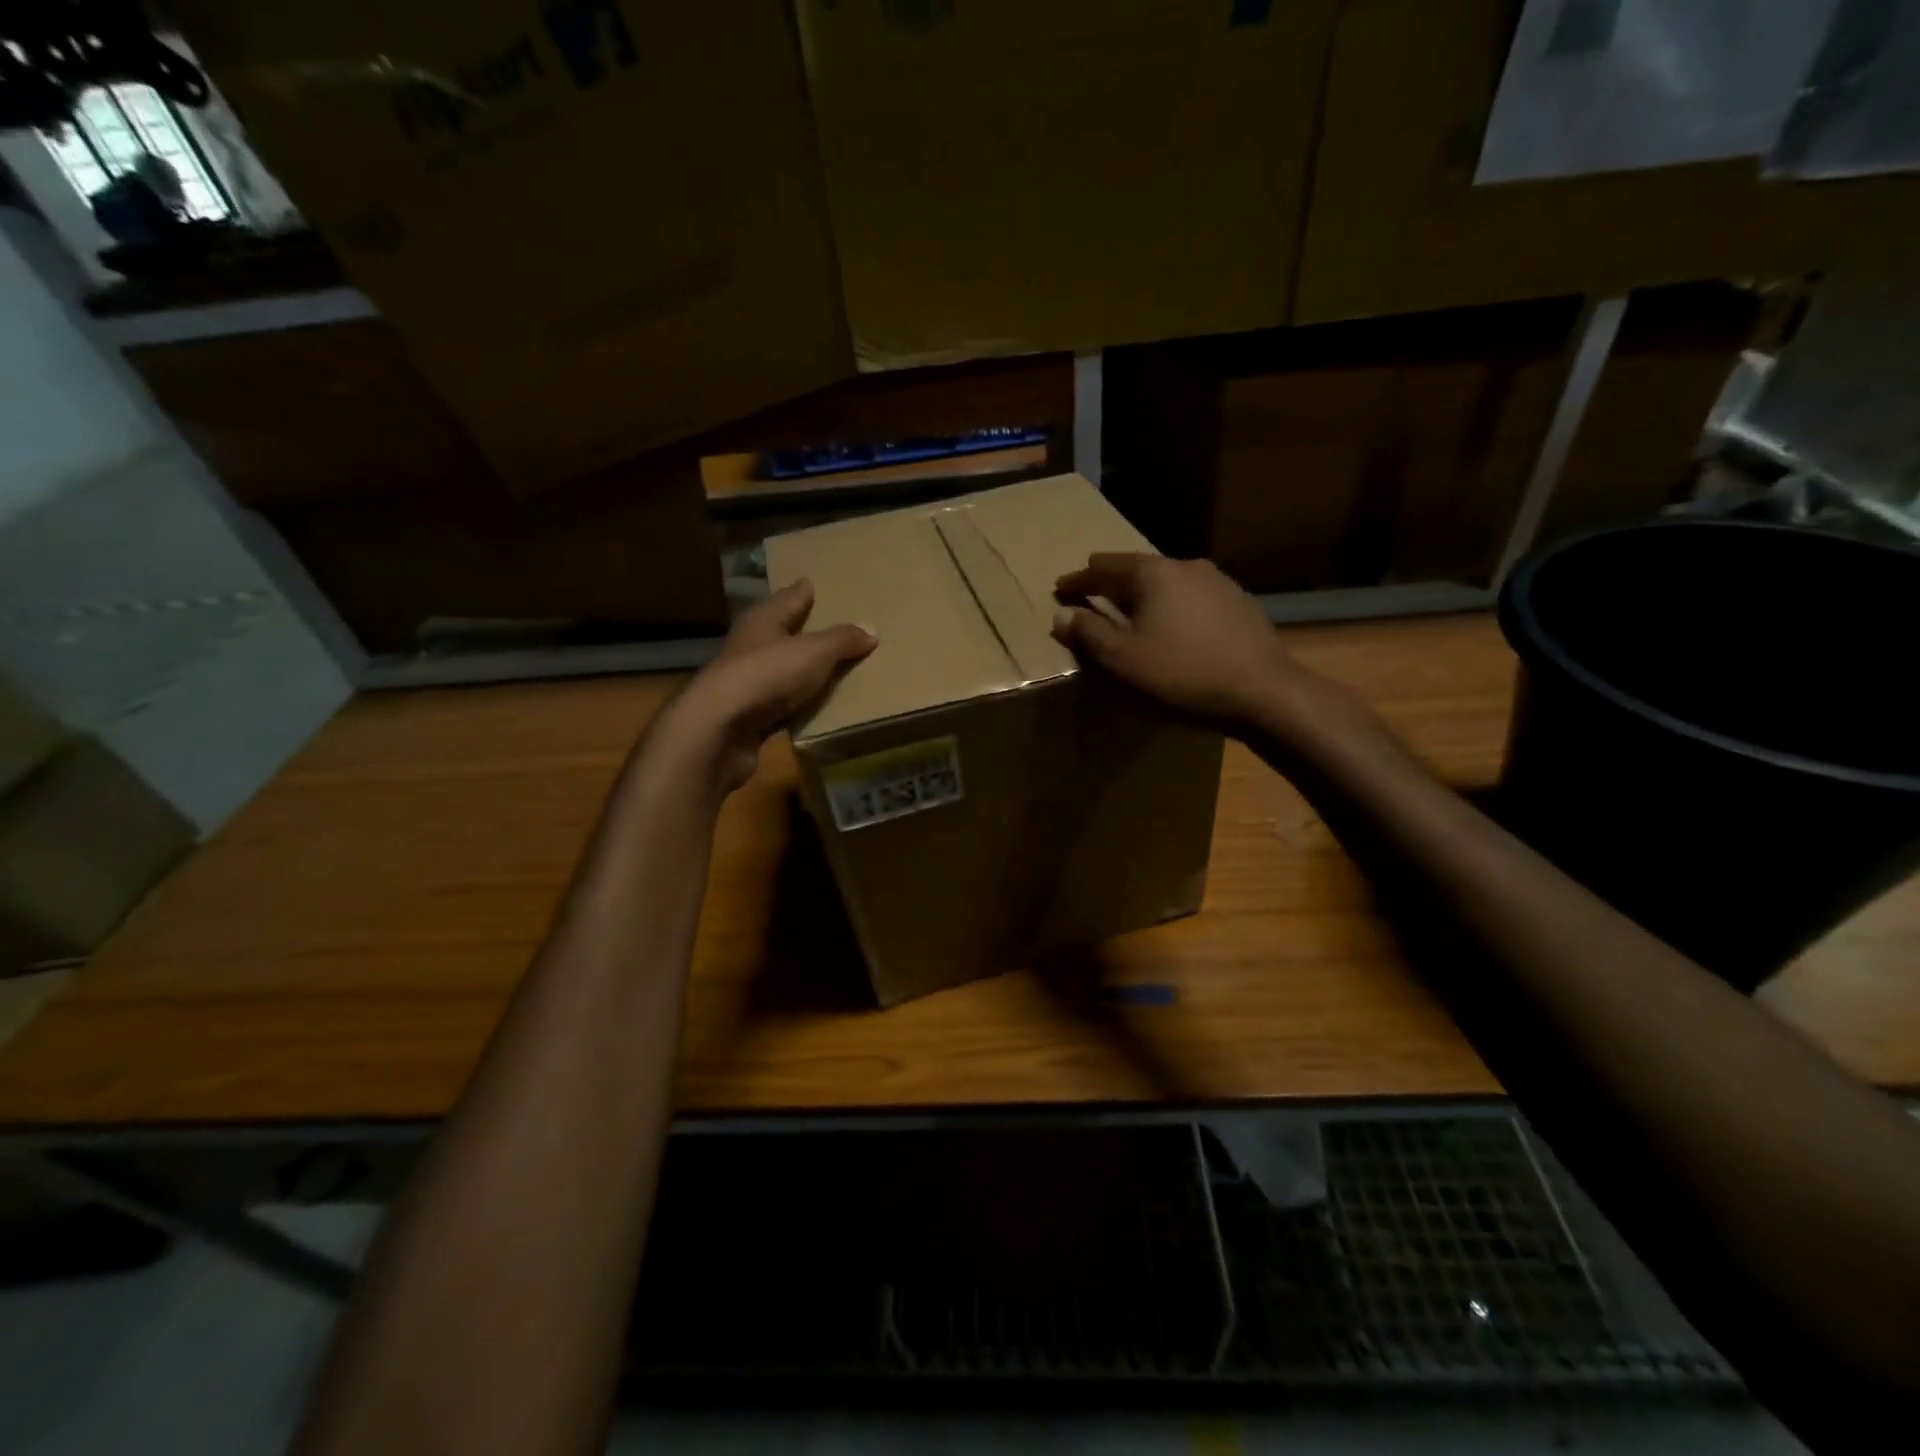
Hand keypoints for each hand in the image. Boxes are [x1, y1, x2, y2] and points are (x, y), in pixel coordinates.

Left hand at [660, 580, 874, 792]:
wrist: (719, 729)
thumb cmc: (767, 675)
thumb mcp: (814, 652)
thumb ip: (842, 640)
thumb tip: (870, 630)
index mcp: (763, 619)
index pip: (788, 598)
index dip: (803, 592)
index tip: (814, 584)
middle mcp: (751, 645)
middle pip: (780, 631)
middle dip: (802, 628)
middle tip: (831, 626)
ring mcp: (746, 681)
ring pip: (779, 668)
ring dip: (799, 668)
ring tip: (830, 667)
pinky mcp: (746, 715)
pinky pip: (780, 702)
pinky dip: (796, 701)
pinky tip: (812, 705)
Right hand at [1052, 553, 1332, 729]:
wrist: (1263, 693)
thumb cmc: (1181, 675)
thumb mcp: (1122, 660)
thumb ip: (1088, 633)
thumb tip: (1062, 614)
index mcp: (1153, 574)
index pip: (1103, 569)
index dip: (1077, 580)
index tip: (1059, 589)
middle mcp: (1186, 567)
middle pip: (1137, 569)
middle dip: (1110, 583)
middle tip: (1091, 594)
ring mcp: (1219, 583)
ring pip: (1168, 583)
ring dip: (1144, 596)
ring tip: (1131, 612)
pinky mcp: (1240, 605)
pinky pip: (1192, 600)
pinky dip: (1172, 608)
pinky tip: (1174, 628)